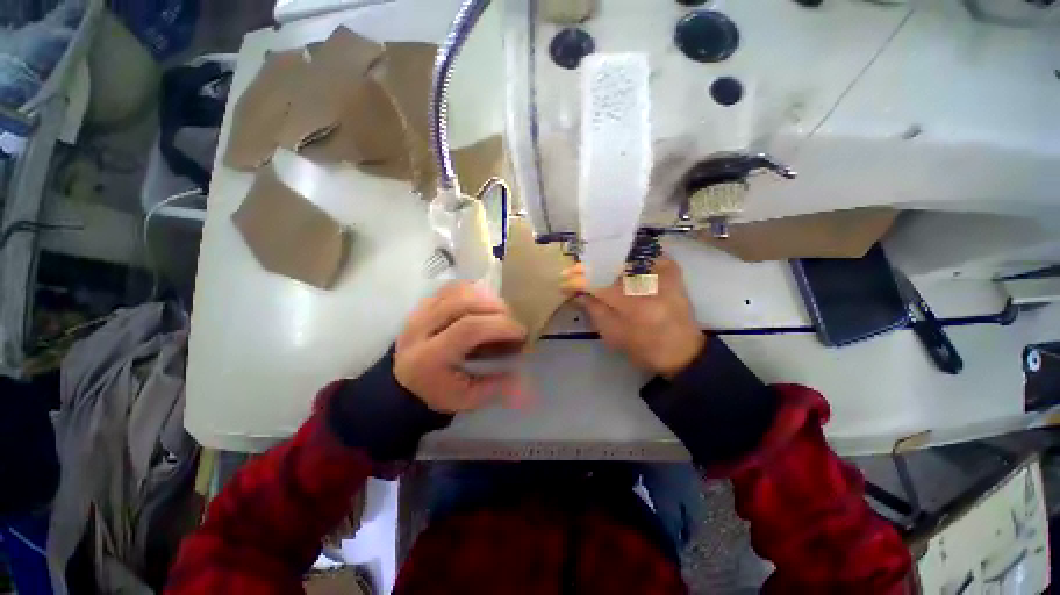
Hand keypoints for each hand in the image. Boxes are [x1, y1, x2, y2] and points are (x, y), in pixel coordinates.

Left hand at [395, 281, 526, 412]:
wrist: (404, 385)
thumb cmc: (439, 393)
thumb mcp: (468, 399)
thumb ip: (498, 387)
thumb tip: (525, 377)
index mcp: (429, 357)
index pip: (468, 329)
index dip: (500, 326)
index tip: (521, 332)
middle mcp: (420, 328)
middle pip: (463, 302)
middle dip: (496, 308)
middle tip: (512, 320)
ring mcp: (419, 312)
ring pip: (457, 290)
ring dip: (485, 297)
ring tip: (500, 311)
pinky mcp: (423, 303)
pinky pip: (451, 287)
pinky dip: (472, 290)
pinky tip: (483, 303)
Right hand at [562, 256, 704, 378]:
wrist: (683, 351)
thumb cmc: (645, 349)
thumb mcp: (613, 334)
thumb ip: (593, 309)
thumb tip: (577, 292)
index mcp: (635, 304)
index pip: (599, 284)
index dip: (578, 281)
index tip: (562, 283)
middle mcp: (650, 282)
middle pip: (611, 264)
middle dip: (588, 267)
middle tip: (571, 271)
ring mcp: (663, 271)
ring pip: (624, 256)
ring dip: (602, 261)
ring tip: (587, 268)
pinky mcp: (671, 268)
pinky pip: (641, 254)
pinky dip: (623, 257)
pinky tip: (610, 263)